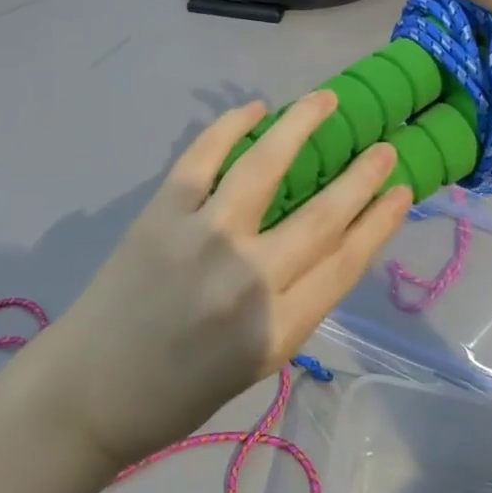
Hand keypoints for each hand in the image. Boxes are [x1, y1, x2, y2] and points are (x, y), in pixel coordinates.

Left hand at [26, 96, 411, 468]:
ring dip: (301, 126)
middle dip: (362, 178)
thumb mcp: (254, 364)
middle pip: (322, 216)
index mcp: (276, 330)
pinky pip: (204, 157)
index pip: (345, 263)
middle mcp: (248, 279)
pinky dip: (231, 127)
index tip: (402, 192)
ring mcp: (203, 237)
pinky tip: (256, 109)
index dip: (379, 223)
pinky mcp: (162, 212)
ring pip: (266, 167)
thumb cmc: (177, 392)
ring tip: (326, 100)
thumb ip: (292, 306)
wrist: (89, 391)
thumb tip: (321, 244)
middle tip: (385, 148)